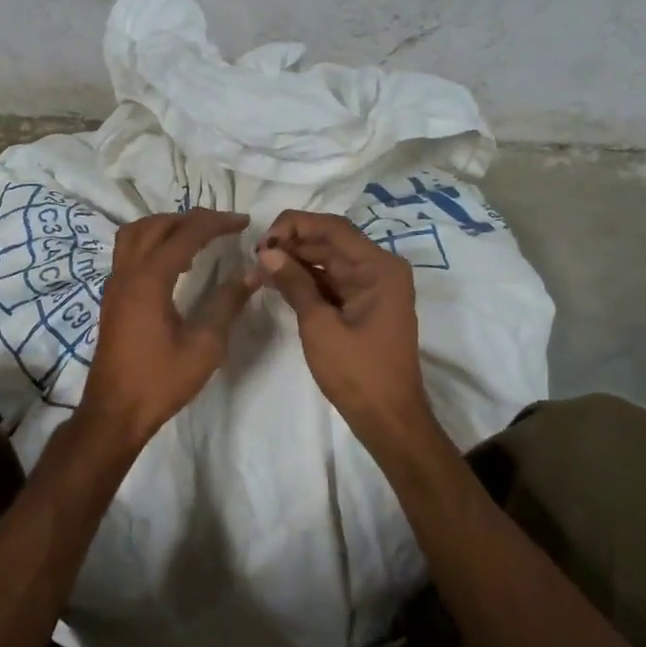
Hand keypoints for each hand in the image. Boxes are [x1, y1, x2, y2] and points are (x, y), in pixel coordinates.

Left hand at [77, 209, 257, 448]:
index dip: (217, 223)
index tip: (244, 222)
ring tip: (197, 237)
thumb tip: (253, 273)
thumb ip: (228, 304)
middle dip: (192, 219)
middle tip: (223, 226)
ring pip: (136, 233)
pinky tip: (175, 262)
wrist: (115, 412)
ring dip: (167, 226)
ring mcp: (115, 283)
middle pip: (157, 225)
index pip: (186, 234)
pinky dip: (152, 242)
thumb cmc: (161, 381)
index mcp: (150, 280)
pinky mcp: (112, 296)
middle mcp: (127, 272)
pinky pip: (129, 250)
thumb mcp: (205, 346)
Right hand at [256, 211, 437, 452]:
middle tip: (256, 257)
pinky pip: (332, 280)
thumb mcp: (320, 326)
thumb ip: (295, 284)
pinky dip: (307, 279)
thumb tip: (266, 253)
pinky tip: (278, 281)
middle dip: (292, 243)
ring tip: (261, 268)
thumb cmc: (358, 373)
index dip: (294, 226)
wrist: (389, 420)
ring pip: (329, 259)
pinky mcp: (363, 304)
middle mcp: (379, 268)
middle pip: (331, 240)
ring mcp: (373, 287)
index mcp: (378, 267)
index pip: (332, 228)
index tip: (262, 242)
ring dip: (297, 260)